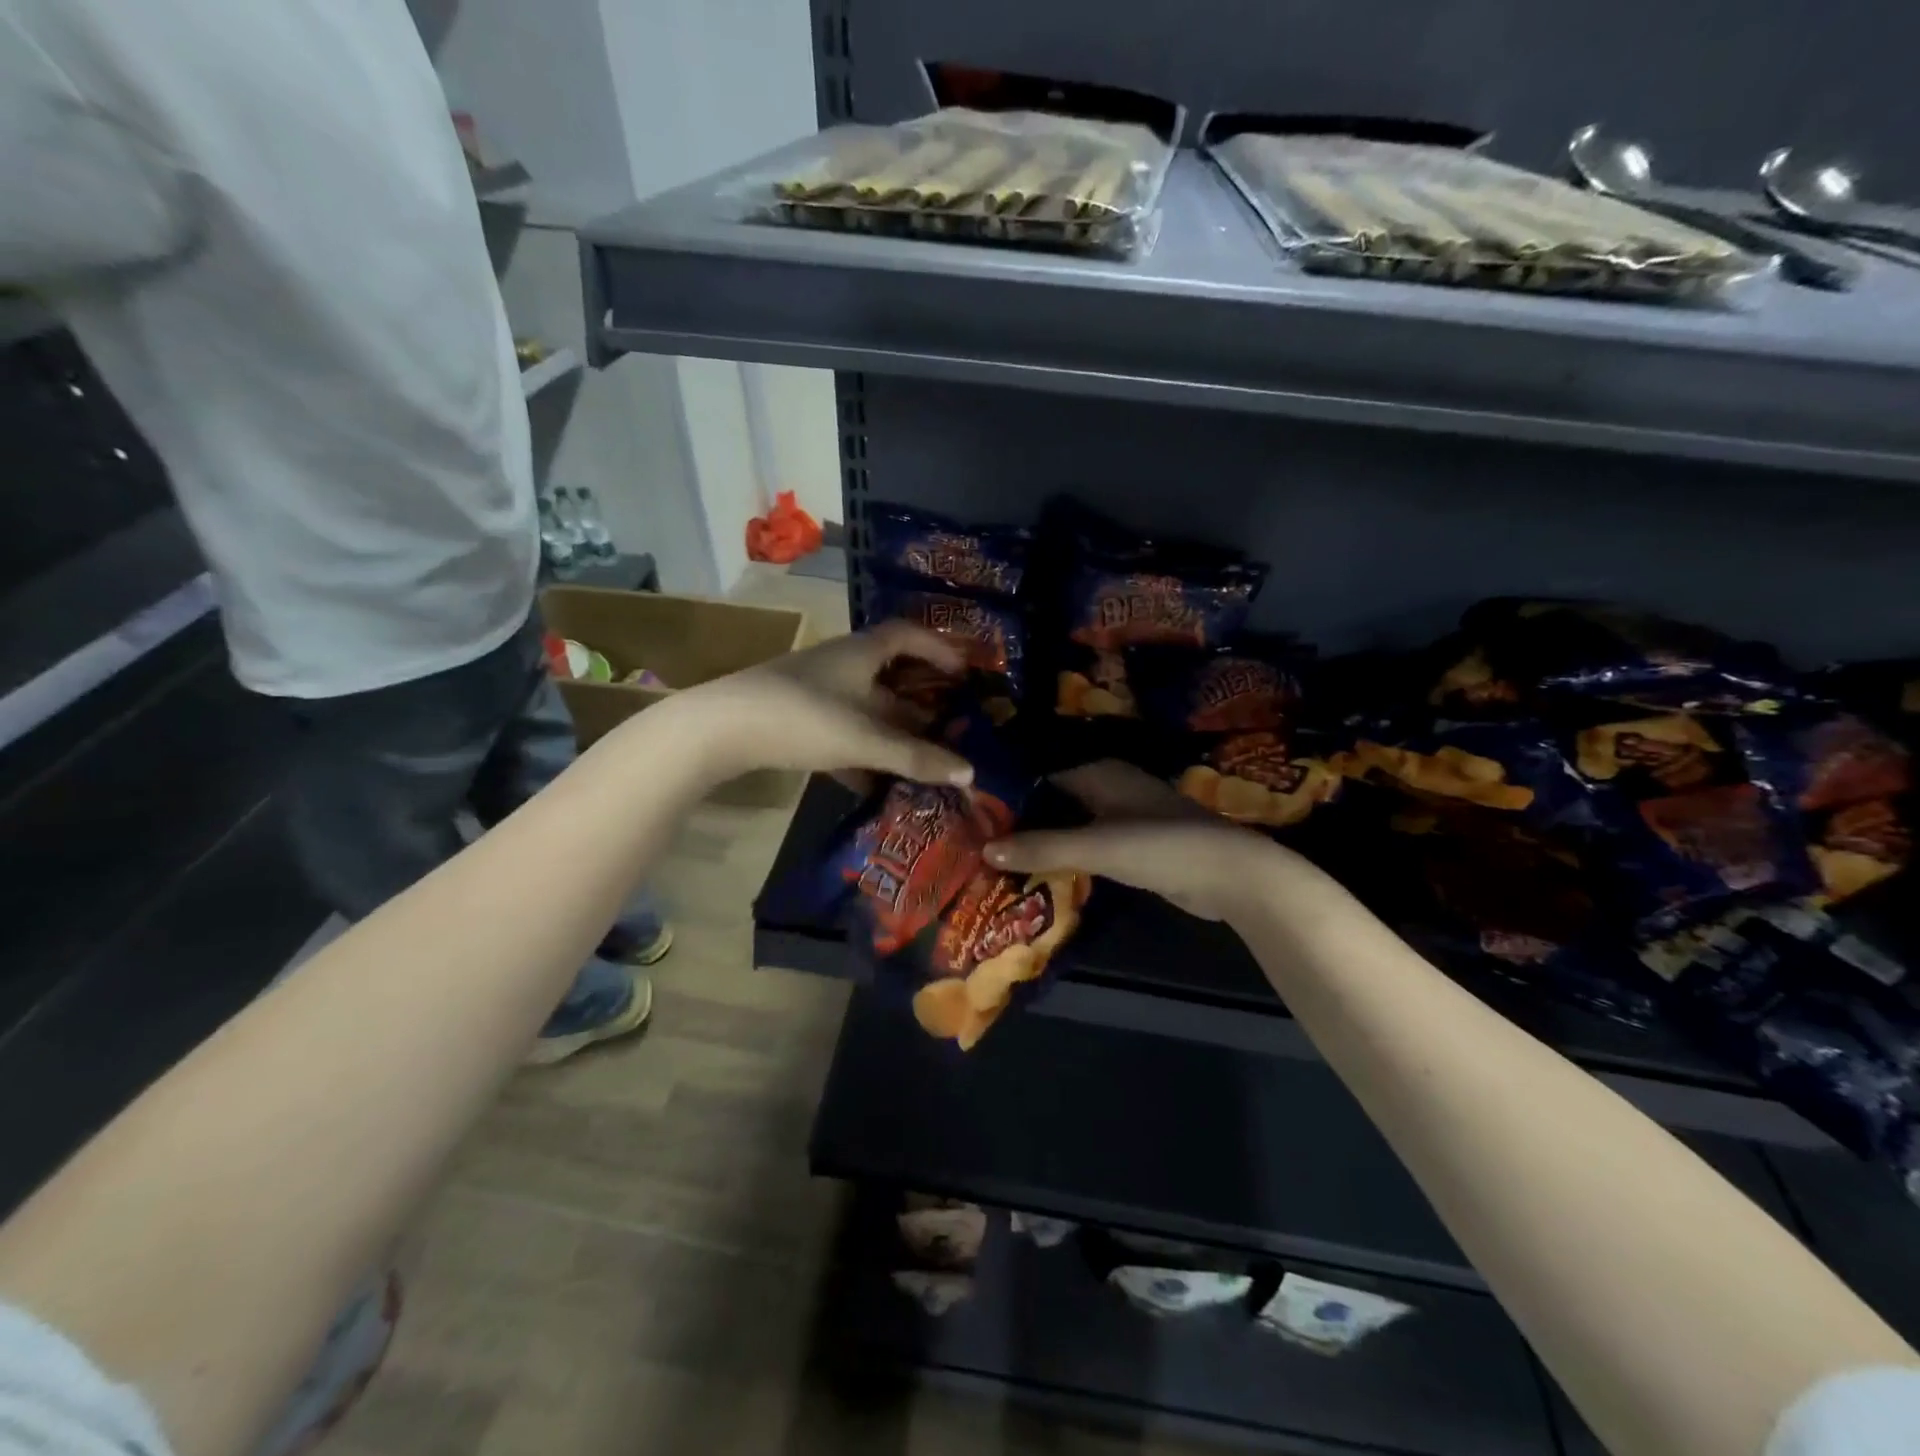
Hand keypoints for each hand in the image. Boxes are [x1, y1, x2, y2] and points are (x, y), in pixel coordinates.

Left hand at [659, 621, 976, 787]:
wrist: (720, 729)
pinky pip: (840, 731)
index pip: (908, 635)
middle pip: (890, 675)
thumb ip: (917, 757)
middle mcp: (840, 664)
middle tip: (951, 723)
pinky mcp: (794, 717)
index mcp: (861, 653)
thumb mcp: (866, 739)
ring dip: (892, 730)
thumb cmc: (803, 718)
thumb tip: (970, 773)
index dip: (940, 649)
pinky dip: (861, 753)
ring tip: (920, 758)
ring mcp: (815, 691)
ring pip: (865, 706)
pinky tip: (872, 784)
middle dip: (922, 699)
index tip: (965, 673)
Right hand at [984, 760, 1294, 921]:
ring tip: (999, 861)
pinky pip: (1089, 846)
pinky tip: (1041, 875)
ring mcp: (1124, 817)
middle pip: (1054, 802)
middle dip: (1023, 821)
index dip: (1009, 796)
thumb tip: (985, 849)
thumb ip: (1042, 847)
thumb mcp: (1096, 846)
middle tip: (979, 843)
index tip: (973, 816)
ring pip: (1072, 825)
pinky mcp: (1134, 846)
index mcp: (1099, 773)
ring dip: (1044, 841)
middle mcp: (1109, 788)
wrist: (1229, 875)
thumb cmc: (1160, 846)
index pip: (1040, 777)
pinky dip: (1067, 857)